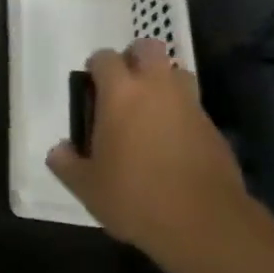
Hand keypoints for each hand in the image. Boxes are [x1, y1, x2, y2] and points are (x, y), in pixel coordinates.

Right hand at [46, 41, 250, 262]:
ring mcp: (190, 106)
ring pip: (177, 72)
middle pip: (149, 48)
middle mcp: (157, 88)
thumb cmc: (135, 197)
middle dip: (135, 58)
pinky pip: (193, 106)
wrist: (204, 224)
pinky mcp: (213, 128)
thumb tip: (60, 150)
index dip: (96, 68)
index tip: (91, 89)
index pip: (105, 57)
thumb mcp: (86, 186)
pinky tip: (171, 143)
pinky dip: (181, 114)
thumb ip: (66, 163)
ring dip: (163, 82)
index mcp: (120, 93)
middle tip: (122, 87)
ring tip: (150, 111)